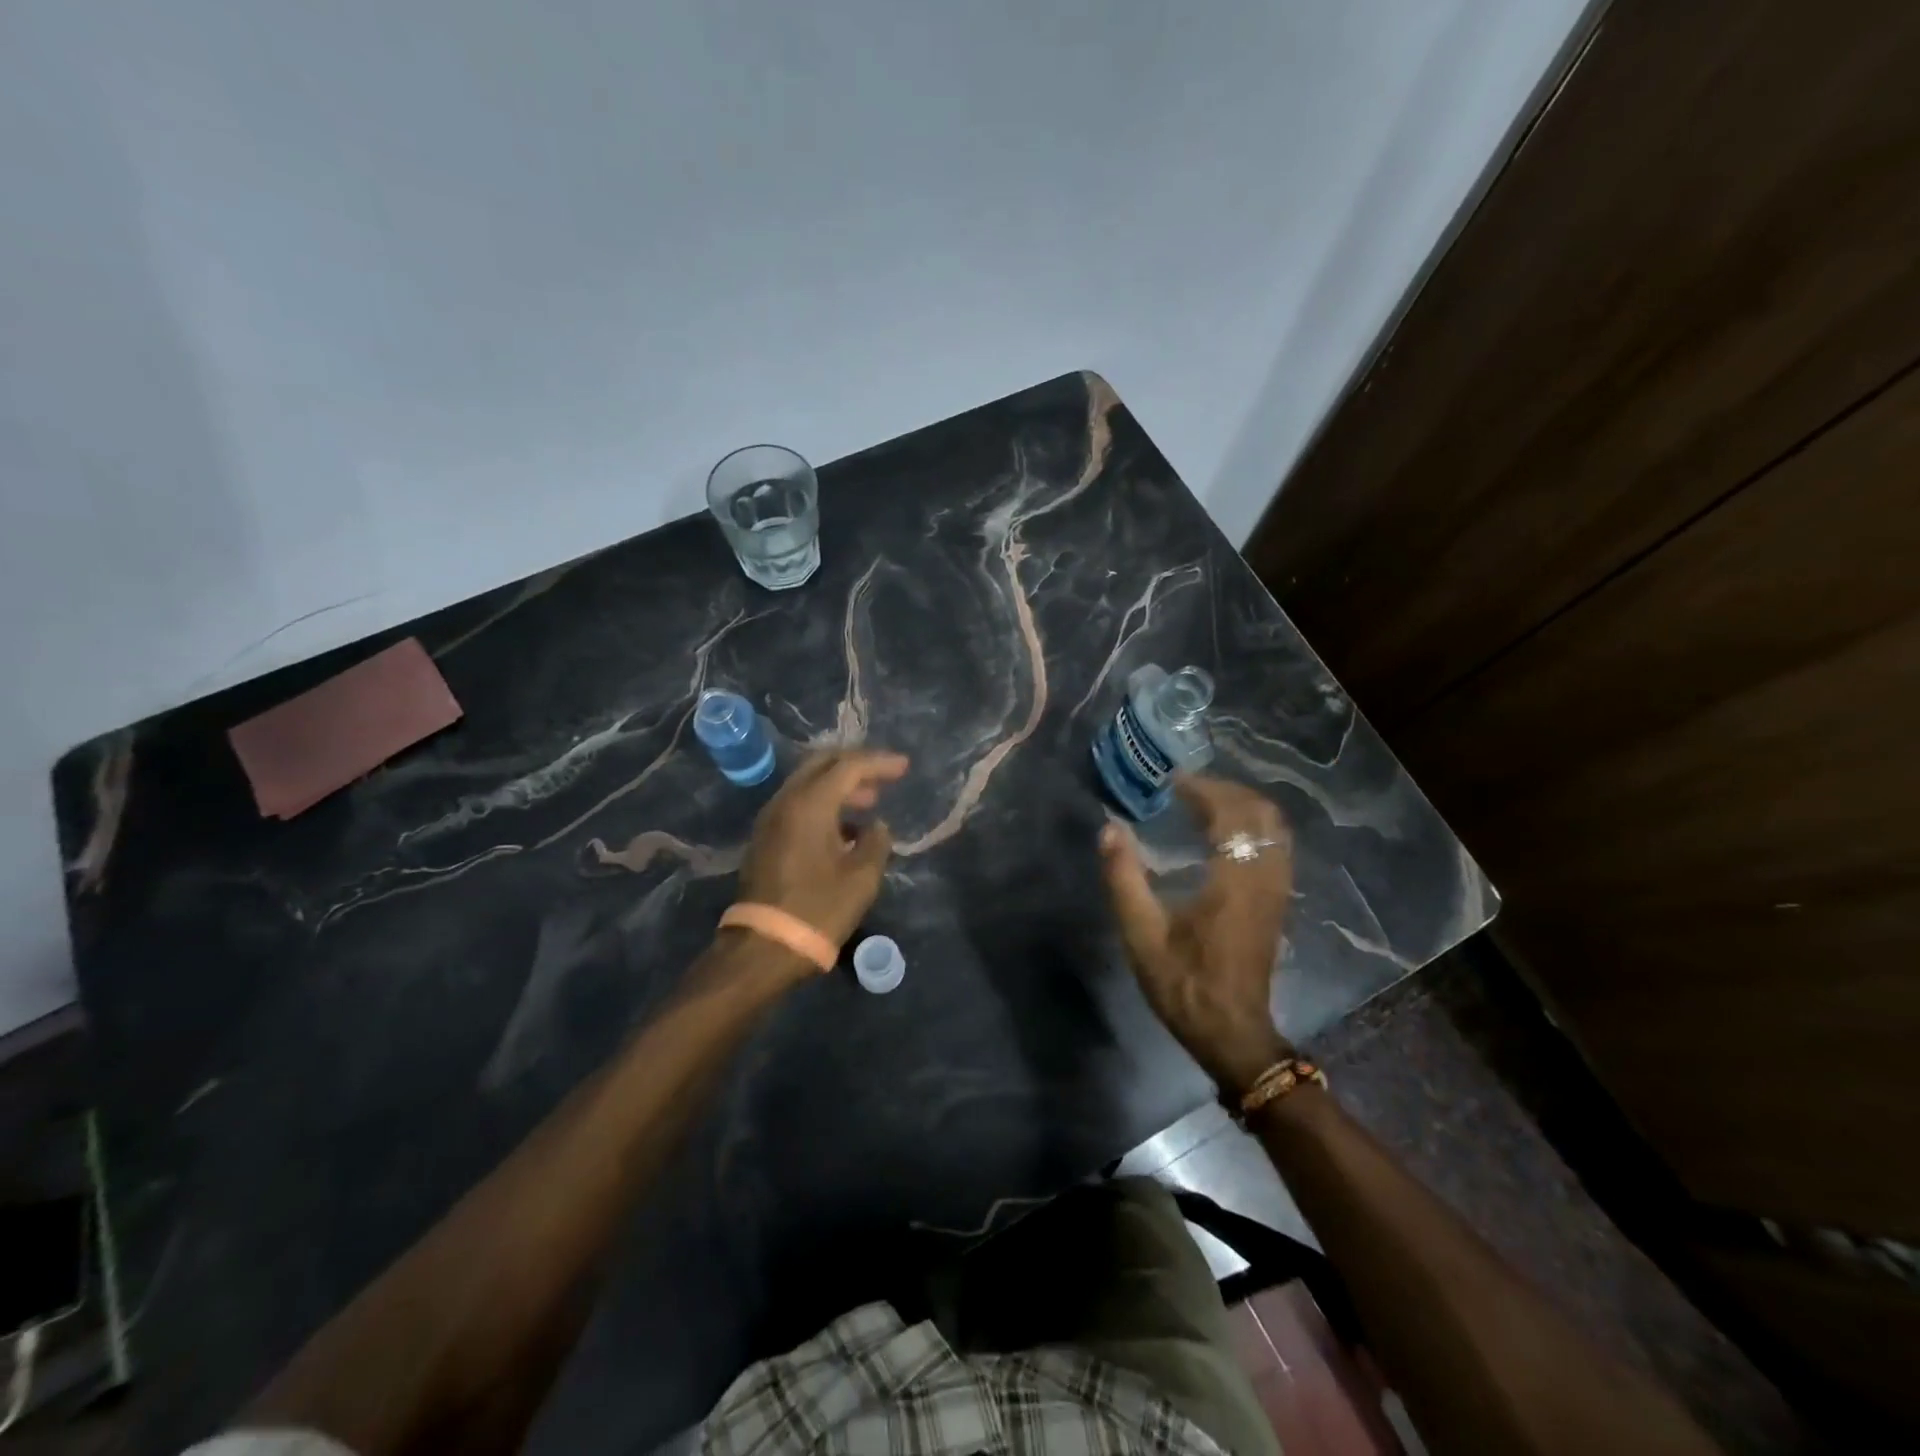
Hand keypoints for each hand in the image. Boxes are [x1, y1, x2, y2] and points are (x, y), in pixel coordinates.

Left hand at [736, 748, 908, 953]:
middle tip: (884, 777)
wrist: (763, 947)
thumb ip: (876, 842)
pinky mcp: (766, 838)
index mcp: (810, 804)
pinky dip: (823, 803)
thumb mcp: (862, 877)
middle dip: (855, 765)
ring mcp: (771, 819)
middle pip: (822, 764)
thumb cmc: (818, 909)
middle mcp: (786, 802)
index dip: (879, 762)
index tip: (904, 767)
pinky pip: (798, 804)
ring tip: (869, 802)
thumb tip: (876, 827)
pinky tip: (845, 828)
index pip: (848, 766)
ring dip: (839, 786)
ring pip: (808, 784)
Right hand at [1099, 774, 1294, 1094]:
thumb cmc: (1184, 985)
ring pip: (1275, 829)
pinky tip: (1225, 834)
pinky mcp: (1278, 903)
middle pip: (1261, 814)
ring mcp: (1277, 891)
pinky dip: (1253, 827)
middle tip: (1187, 788)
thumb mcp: (1141, 935)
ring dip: (1242, 807)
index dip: (1204, 790)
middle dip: (1226, 791)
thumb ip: (1123, 878)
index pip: (1230, 815)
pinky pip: (1276, 847)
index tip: (1172, 782)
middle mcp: (1264, 878)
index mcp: (1233, 881)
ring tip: (1205, 803)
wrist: (1232, 1033)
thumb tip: (1109, 829)